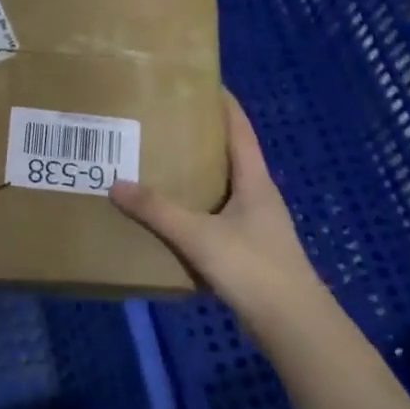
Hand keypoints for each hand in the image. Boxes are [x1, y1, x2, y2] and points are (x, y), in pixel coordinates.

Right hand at [110, 91, 329, 334]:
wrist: (293, 326)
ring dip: (199, 175)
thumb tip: (116, 185)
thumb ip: (158, 211)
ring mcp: (256, 225)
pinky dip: (197, 209)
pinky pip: (218, 217)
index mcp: (255, 181)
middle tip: (166, 123)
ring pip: (224, 189)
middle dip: (202, 138)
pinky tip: (173, 217)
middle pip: (231, 156)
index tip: (202, 82)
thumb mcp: (200, 236)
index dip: (224, 104)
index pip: (240, 130)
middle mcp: (259, 196)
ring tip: (162, 164)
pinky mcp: (249, 250)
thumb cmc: (253, 268)